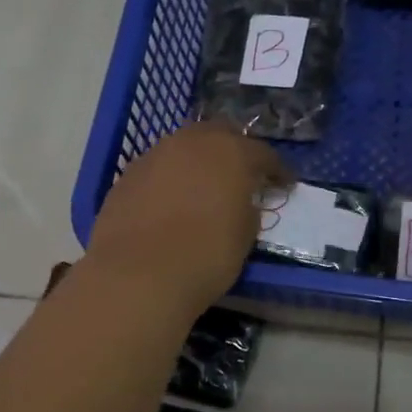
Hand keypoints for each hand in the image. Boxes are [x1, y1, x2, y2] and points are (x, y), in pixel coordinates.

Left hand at [87, 124, 289, 312]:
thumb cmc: (206, 256)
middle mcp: (191, 143)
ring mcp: (153, 156)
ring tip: (204, 186)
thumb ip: (248, 209)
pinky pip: (158, 170)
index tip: (285, 184)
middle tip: (242, 175)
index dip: (277, 170)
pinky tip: (171, 202)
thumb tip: (241, 203)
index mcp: (230, 153)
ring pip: (183, 148)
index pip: (262, 153)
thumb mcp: (245, 235)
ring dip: (197, 162)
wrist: (138, 276)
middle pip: (219, 135)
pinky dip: (170, 180)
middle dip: (234, 150)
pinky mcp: (126, 177)